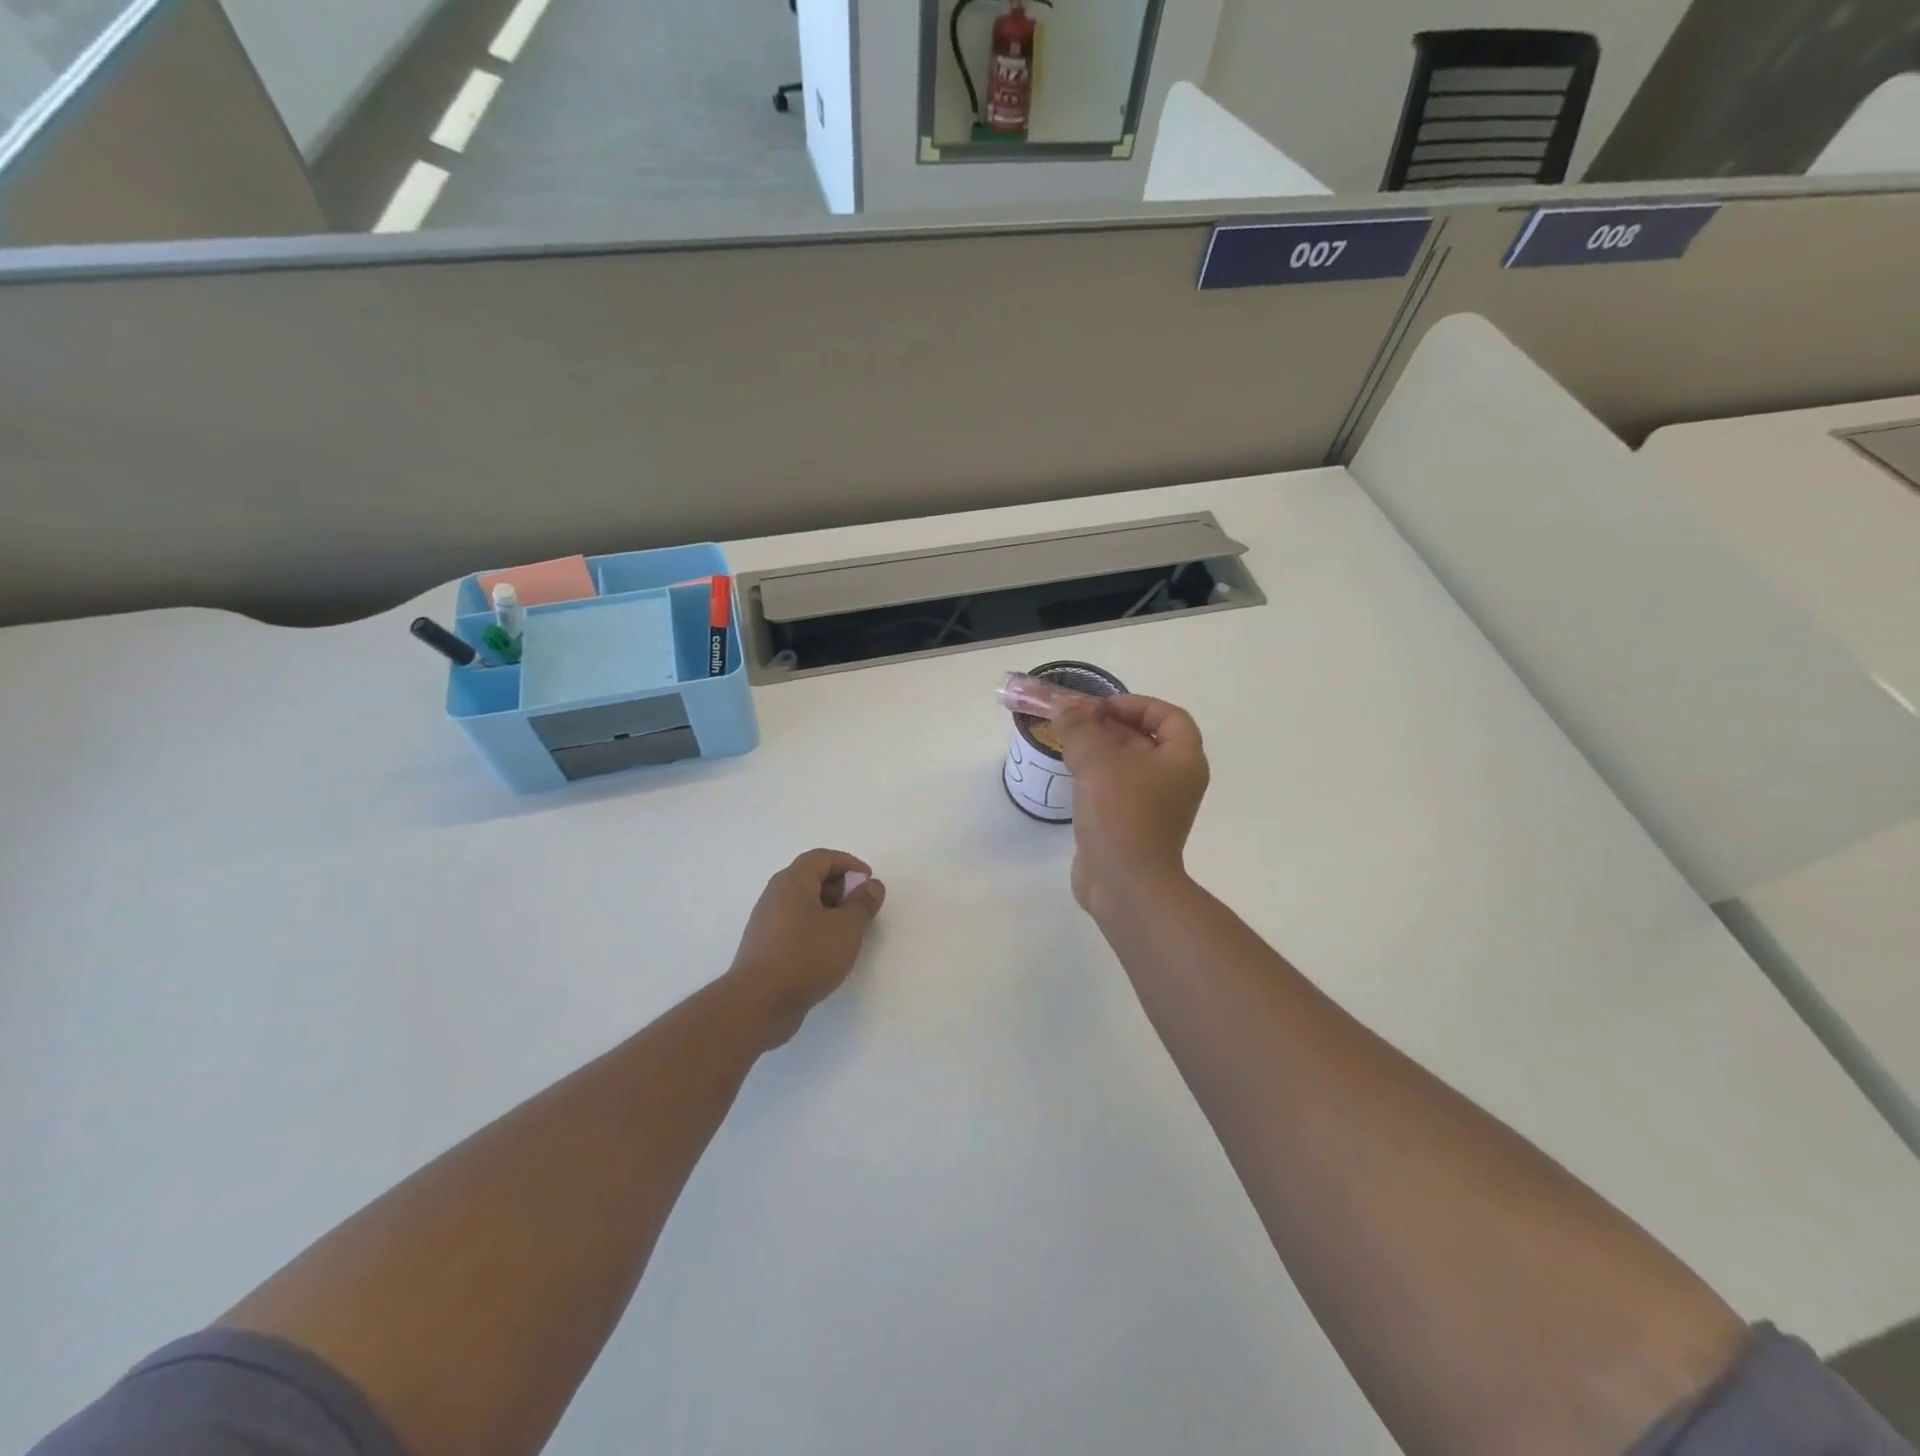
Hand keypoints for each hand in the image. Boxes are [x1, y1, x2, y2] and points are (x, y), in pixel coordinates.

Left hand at [726, 849, 886, 1045]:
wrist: (759, 1003)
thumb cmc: (807, 956)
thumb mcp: (847, 928)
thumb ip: (862, 903)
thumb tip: (871, 885)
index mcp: (792, 882)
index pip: (822, 857)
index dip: (849, 864)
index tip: (869, 882)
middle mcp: (775, 895)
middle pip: (811, 877)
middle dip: (840, 887)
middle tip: (860, 908)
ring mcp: (767, 922)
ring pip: (803, 903)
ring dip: (829, 910)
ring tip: (848, 932)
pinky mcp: (765, 946)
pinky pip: (795, 925)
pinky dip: (815, 928)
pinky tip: (828, 952)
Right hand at [1052, 695, 1208, 917]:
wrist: (1125, 883)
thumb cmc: (1121, 813)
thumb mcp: (1096, 761)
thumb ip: (1079, 728)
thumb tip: (1065, 709)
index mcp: (1183, 760)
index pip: (1169, 717)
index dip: (1136, 704)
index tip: (1102, 707)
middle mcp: (1175, 780)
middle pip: (1145, 739)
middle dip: (1109, 726)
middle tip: (1075, 721)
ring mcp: (1154, 806)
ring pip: (1127, 765)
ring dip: (1099, 750)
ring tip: (1067, 742)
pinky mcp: (1132, 825)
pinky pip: (1116, 789)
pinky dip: (1096, 777)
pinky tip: (1070, 774)